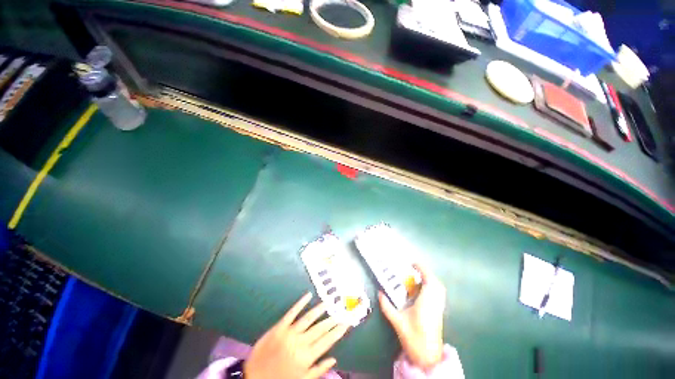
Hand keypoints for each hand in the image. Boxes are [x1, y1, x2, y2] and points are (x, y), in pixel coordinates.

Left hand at [244, 292, 349, 378]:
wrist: (254, 378)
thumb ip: (318, 370)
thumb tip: (334, 359)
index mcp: (307, 357)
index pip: (327, 341)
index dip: (338, 331)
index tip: (346, 323)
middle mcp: (300, 342)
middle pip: (320, 328)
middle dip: (332, 320)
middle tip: (340, 311)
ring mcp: (289, 332)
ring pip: (308, 318)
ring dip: (319, 309)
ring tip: (328, 302)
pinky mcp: (279, 326)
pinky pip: (292, 312)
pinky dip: (300, 303)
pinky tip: (308, 295)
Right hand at [379, 263, 445, 369]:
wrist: (428, 357)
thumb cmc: (414, 339)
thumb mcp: (397, 322)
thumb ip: (386, 306)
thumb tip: (379, 293)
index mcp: (426, 303)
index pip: (428, 281)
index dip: (422, 269)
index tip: (413, 263)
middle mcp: (435, 303)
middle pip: (435, 283)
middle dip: (425, 273)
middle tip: (413, 269)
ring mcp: (439, 308)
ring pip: (438, 288)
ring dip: (429, 279)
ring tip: (417, 277)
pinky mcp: (439, 313)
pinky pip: (438, 295)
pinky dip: (431, 287)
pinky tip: (421, 290)